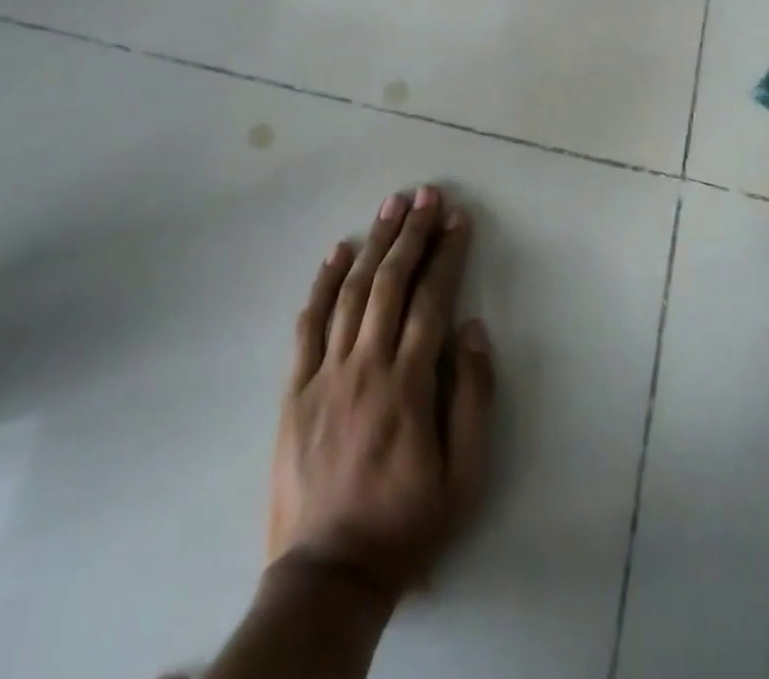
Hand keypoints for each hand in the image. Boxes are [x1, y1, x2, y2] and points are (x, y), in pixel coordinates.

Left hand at [269, 185, 495, 601]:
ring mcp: (326, 372)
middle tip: (426, 194)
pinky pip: (309, 323)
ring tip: (390, 205)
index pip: (431, 299)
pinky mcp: (296, 387)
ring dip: (374, 243)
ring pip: (351, 291)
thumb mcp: (463, 475)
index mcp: (408, 382)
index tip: (458, 219)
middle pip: (391, 281)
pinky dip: (322, 282)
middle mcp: (366, 364)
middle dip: (412, 233)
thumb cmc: (406, 523)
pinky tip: (337, 250)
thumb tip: (472, 327)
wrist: (329, 573)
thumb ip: (472, 397)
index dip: (447, 254)